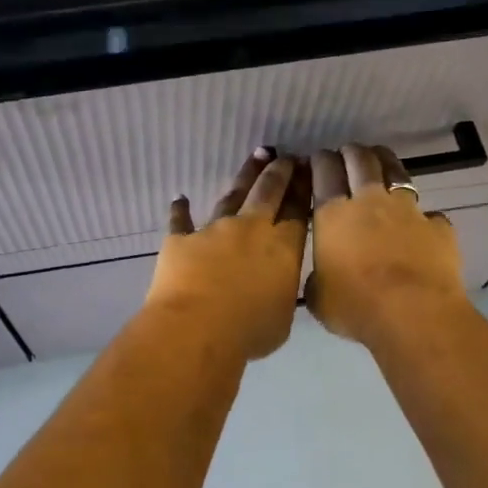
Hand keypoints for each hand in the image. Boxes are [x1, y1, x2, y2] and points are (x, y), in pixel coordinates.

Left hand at [145, 148, 311, 360]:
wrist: (197, 328)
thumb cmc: (249, 330)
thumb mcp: (283, 316)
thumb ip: (282, 291)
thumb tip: (277, 282)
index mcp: (282, 247)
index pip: (298, 210)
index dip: (304, 187)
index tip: (308, 168)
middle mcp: (250, 229)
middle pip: (268, 192)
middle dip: (280, 172)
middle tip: (287, 157)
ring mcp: (213, 230)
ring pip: (232, 195)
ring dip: (245, 175)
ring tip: (256, 157)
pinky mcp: (181, 239)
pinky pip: (180, 220)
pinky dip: (180, 210)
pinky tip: (179, 198)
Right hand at [307, 144, 468, 348]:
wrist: (414, 314)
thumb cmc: (356, 306)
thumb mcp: (319, 298)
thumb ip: (318, 280)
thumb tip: (321, 278)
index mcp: (333, 215)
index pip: (324, 173)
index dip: (319, 161)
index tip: (316, 158)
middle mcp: (369, 202)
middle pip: (360, 162)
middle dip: (351, 152)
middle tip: (346, 152)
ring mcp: (407, 211)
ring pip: (395, 172)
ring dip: (385, 162)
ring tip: (379, 158)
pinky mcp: (438, 226)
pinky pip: (429, 214)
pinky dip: (422, 216)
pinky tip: (421, 223)